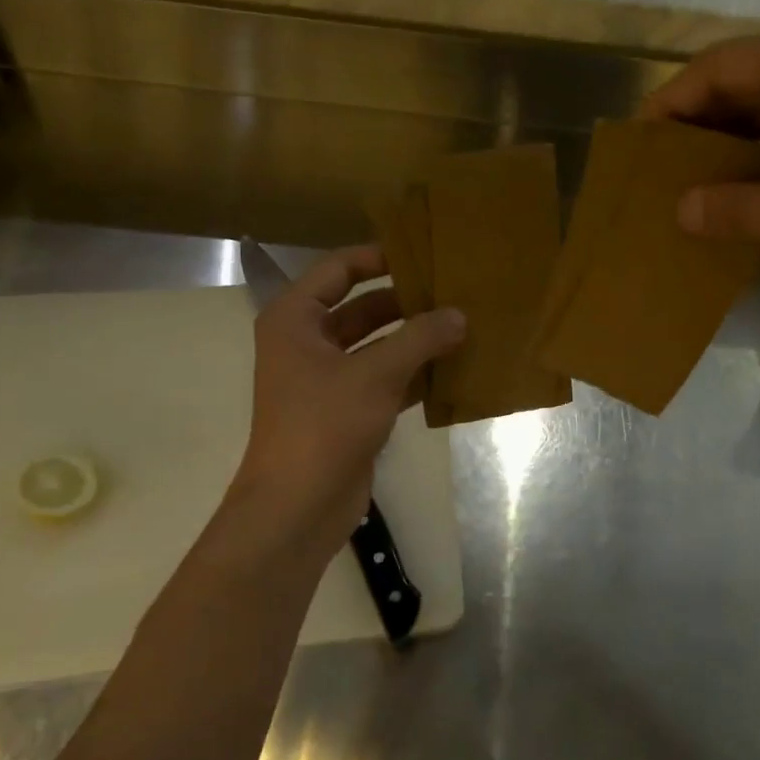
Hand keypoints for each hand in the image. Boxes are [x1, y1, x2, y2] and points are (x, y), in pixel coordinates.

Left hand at [228, 245, 464, 559]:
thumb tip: (459, 315)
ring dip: (416, 340)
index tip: (424, 255)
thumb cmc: (325, 425)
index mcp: (296, 320)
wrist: (299, 505)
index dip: (379, 258)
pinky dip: (415, 374)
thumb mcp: (376, 374)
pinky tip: (454, 369)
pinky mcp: (349, 410)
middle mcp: (308, 343)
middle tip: (455, 293)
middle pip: (362, 308)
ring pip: (378, 346)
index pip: (339, 270)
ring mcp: (329, 379)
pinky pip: (386, 379)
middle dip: (407, 303)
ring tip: (463, 326)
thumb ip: (420, 338)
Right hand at [644, 18, 759, 286]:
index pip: (716, 68)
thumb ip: (742, 208)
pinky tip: (750, 186)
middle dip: (696, 125)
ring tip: (692, 183)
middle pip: (742, 81)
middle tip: (658, 173)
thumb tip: (680, 210)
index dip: (670, 105)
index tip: (636, 147)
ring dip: (731, 140)